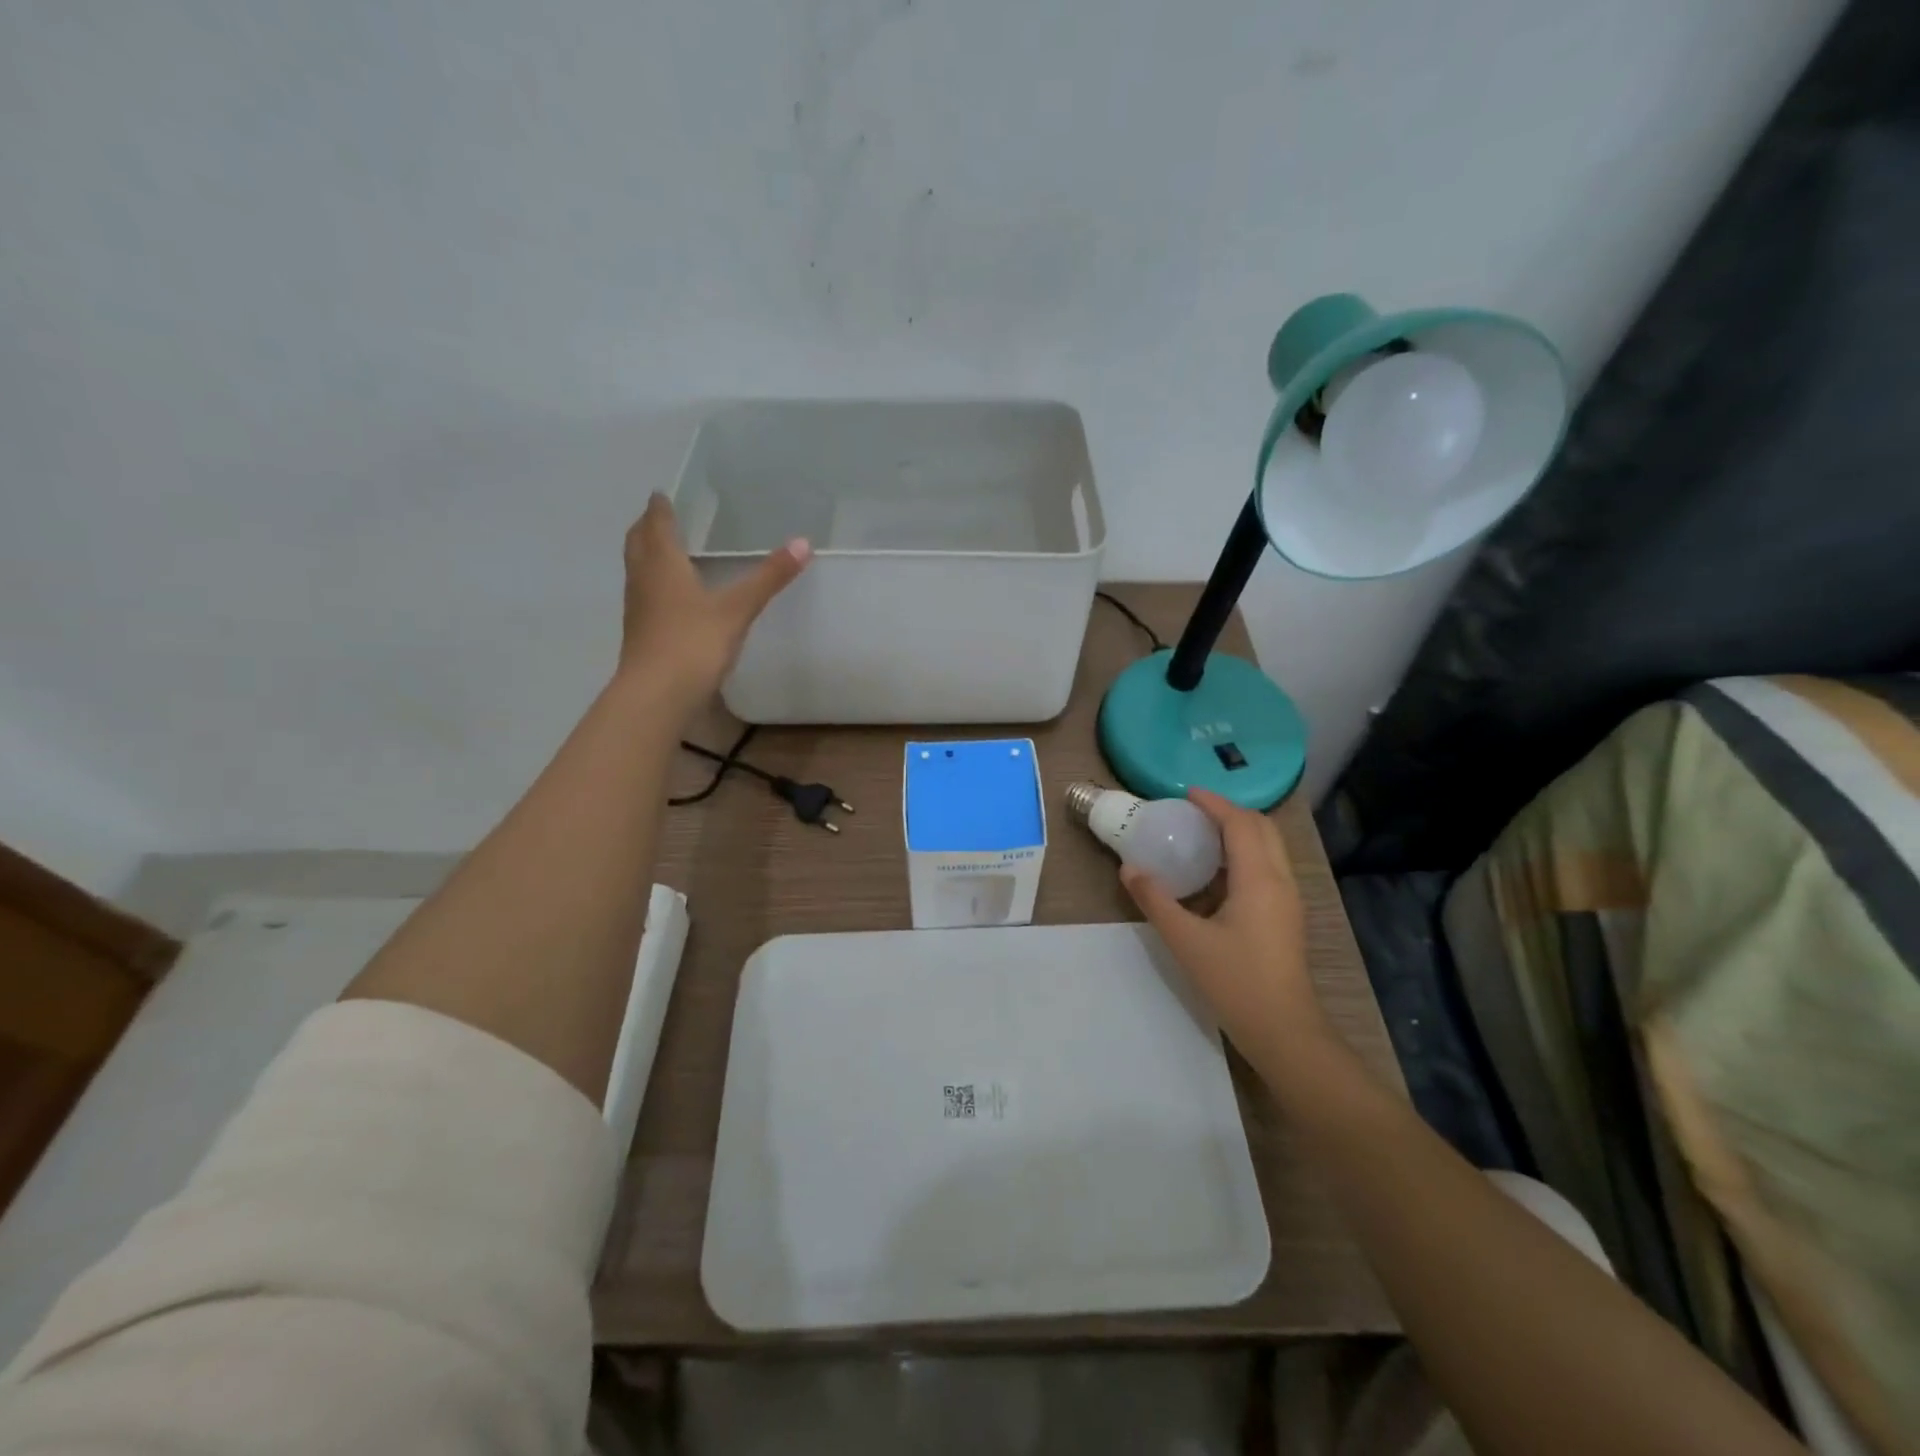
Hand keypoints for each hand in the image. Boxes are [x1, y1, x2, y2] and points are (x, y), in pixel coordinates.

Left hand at [619, 494, 810, 700]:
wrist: (658, 695)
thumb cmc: (695, 643)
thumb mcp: (737, 608)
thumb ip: (769, 577)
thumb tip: (804, 543)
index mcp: (663, 563)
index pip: (657, 524)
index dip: (660, 508)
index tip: (663, 495)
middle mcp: (643, 579)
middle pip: (638, 543)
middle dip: (647, 527)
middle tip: (660, 517)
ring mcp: (638, 608)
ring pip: (637, 570)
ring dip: (646, 555)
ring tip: (665, 551)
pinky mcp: (640, 633)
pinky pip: (644, 596)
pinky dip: (653, 584)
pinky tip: (670, 597)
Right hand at [1121, 788, 1325, 1062]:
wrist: (1284, 1030)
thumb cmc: (1236, 982)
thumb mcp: (1186, 940)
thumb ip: (1155, 900)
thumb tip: (1129, 868)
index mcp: (1259, 879)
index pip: (1240, 823)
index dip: (1215, 803)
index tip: (1186, 793)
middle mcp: (1280, 880)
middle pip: (1262, 828)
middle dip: (1230, 812)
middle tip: (1193, 812)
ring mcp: (1288, 899)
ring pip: (1269, 847)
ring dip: (1240, 832)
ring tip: (1202, 835)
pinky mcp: (1287, 916)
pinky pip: (1269, 867)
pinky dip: (1245, 854)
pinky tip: (1216, 873)